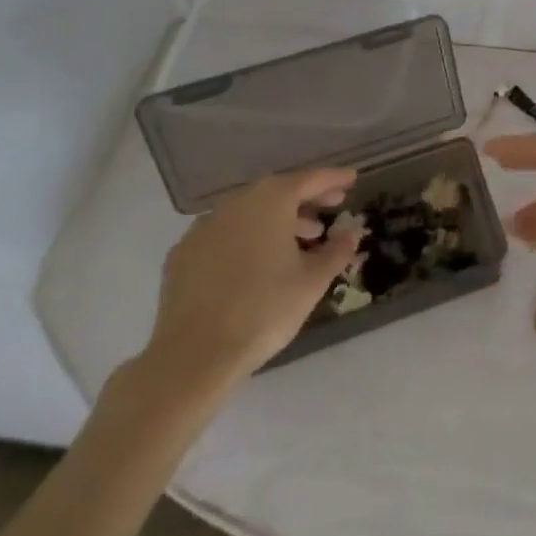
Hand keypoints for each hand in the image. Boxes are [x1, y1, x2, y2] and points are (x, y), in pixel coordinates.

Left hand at [135, 167, 360, 401]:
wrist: (194, 356)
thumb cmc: (264, 310)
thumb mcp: (313, 281)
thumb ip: (337, 250)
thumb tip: (351, 232)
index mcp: (271, 201)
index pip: (310, 179)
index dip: (334, 179)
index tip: (352, 179)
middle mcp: (236, 203)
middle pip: (278, 192)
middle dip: (307, 198)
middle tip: (332, 205)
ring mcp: (204, 226)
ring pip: (250, 212)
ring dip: (278, 220)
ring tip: (302, 239)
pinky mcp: (183, 254)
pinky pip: (224, 234)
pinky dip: (246, 237)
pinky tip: (256, 261)